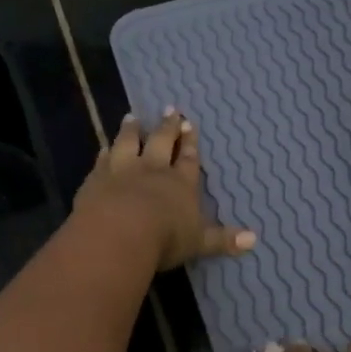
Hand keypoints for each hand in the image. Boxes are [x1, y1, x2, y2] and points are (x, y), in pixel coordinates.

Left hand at [73, 109, 255, 271]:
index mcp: (180, 183)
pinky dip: (104, 154)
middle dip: (167, 127)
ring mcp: (122, 171)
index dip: (190, 143)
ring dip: (131, 130)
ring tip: (132, 117)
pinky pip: (101, 161)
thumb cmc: (165, 238)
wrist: (118, 233)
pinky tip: (103, 148)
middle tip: (170, 109)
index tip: (190, 124)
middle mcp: (152, 170)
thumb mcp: (199, 242)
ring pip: (128, 144)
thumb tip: (254, 240)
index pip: (188, 159)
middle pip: (161, 142)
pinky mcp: (96, 179)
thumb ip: (223, 239)